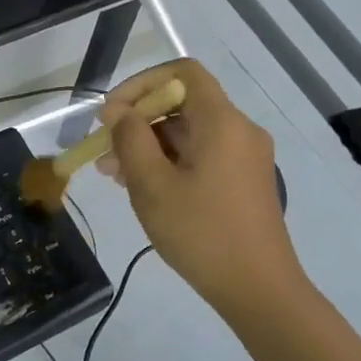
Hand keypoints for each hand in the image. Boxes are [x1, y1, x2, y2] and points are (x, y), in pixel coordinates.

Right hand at [97, 59, 302, 319]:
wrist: (257, 288)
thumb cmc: (200, 233)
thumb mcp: (152, 185)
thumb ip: (131, 139)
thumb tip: (118, 112)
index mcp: (222, 122)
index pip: (182, 73)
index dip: (141, 84)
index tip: (111, 114)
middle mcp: (239, 130)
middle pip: (183, 104)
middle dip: (138, 121)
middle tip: (103, 152)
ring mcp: (245, 157)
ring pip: (189, 133)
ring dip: (149, 146)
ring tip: (113, 175)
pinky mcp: (244, 180)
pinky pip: (202, 155)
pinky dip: (170, 162)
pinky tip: (143, 187)